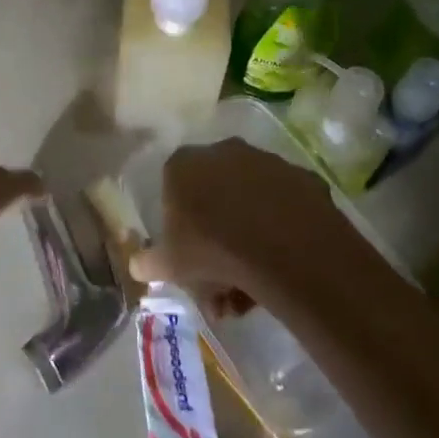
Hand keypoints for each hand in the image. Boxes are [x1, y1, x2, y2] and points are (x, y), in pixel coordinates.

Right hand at [129, 138, 347, 305]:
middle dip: (216, 237)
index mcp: (183, 164)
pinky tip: (283, 264)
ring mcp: (266, 160)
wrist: (282, 247)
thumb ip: (150, 262)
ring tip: (254, 286)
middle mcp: (223, 151)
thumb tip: (136, 266)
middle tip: (222, 283)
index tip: (188, 258)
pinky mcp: (301, 176)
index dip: (179, 226)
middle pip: (215, 195)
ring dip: (249, 236)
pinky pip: (285, 207)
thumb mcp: (170, 264)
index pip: (173, 189)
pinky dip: (281, 229)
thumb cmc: (211, 249)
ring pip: (251, 201)